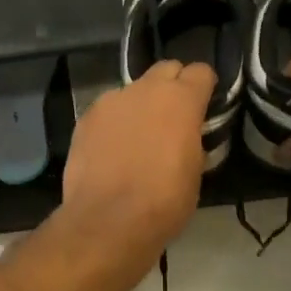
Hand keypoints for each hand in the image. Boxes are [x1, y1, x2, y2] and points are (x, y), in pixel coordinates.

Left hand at [58, 60, 214, 255]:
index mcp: (181, 99)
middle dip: (172, 86)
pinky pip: (108, 110)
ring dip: (140, 105)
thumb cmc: (164, 200)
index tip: (204, 105)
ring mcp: (111, 100)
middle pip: (165, 69)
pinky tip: (112, 148)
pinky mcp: (86, 118)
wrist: (108, 220)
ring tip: (138, 137)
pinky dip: (115, 122)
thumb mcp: (195, 170)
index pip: (201, 71)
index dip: (204, 86)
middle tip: (173, 117)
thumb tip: (186, 134)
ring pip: (133, 90)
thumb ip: (192, 138)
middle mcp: (145, 89)